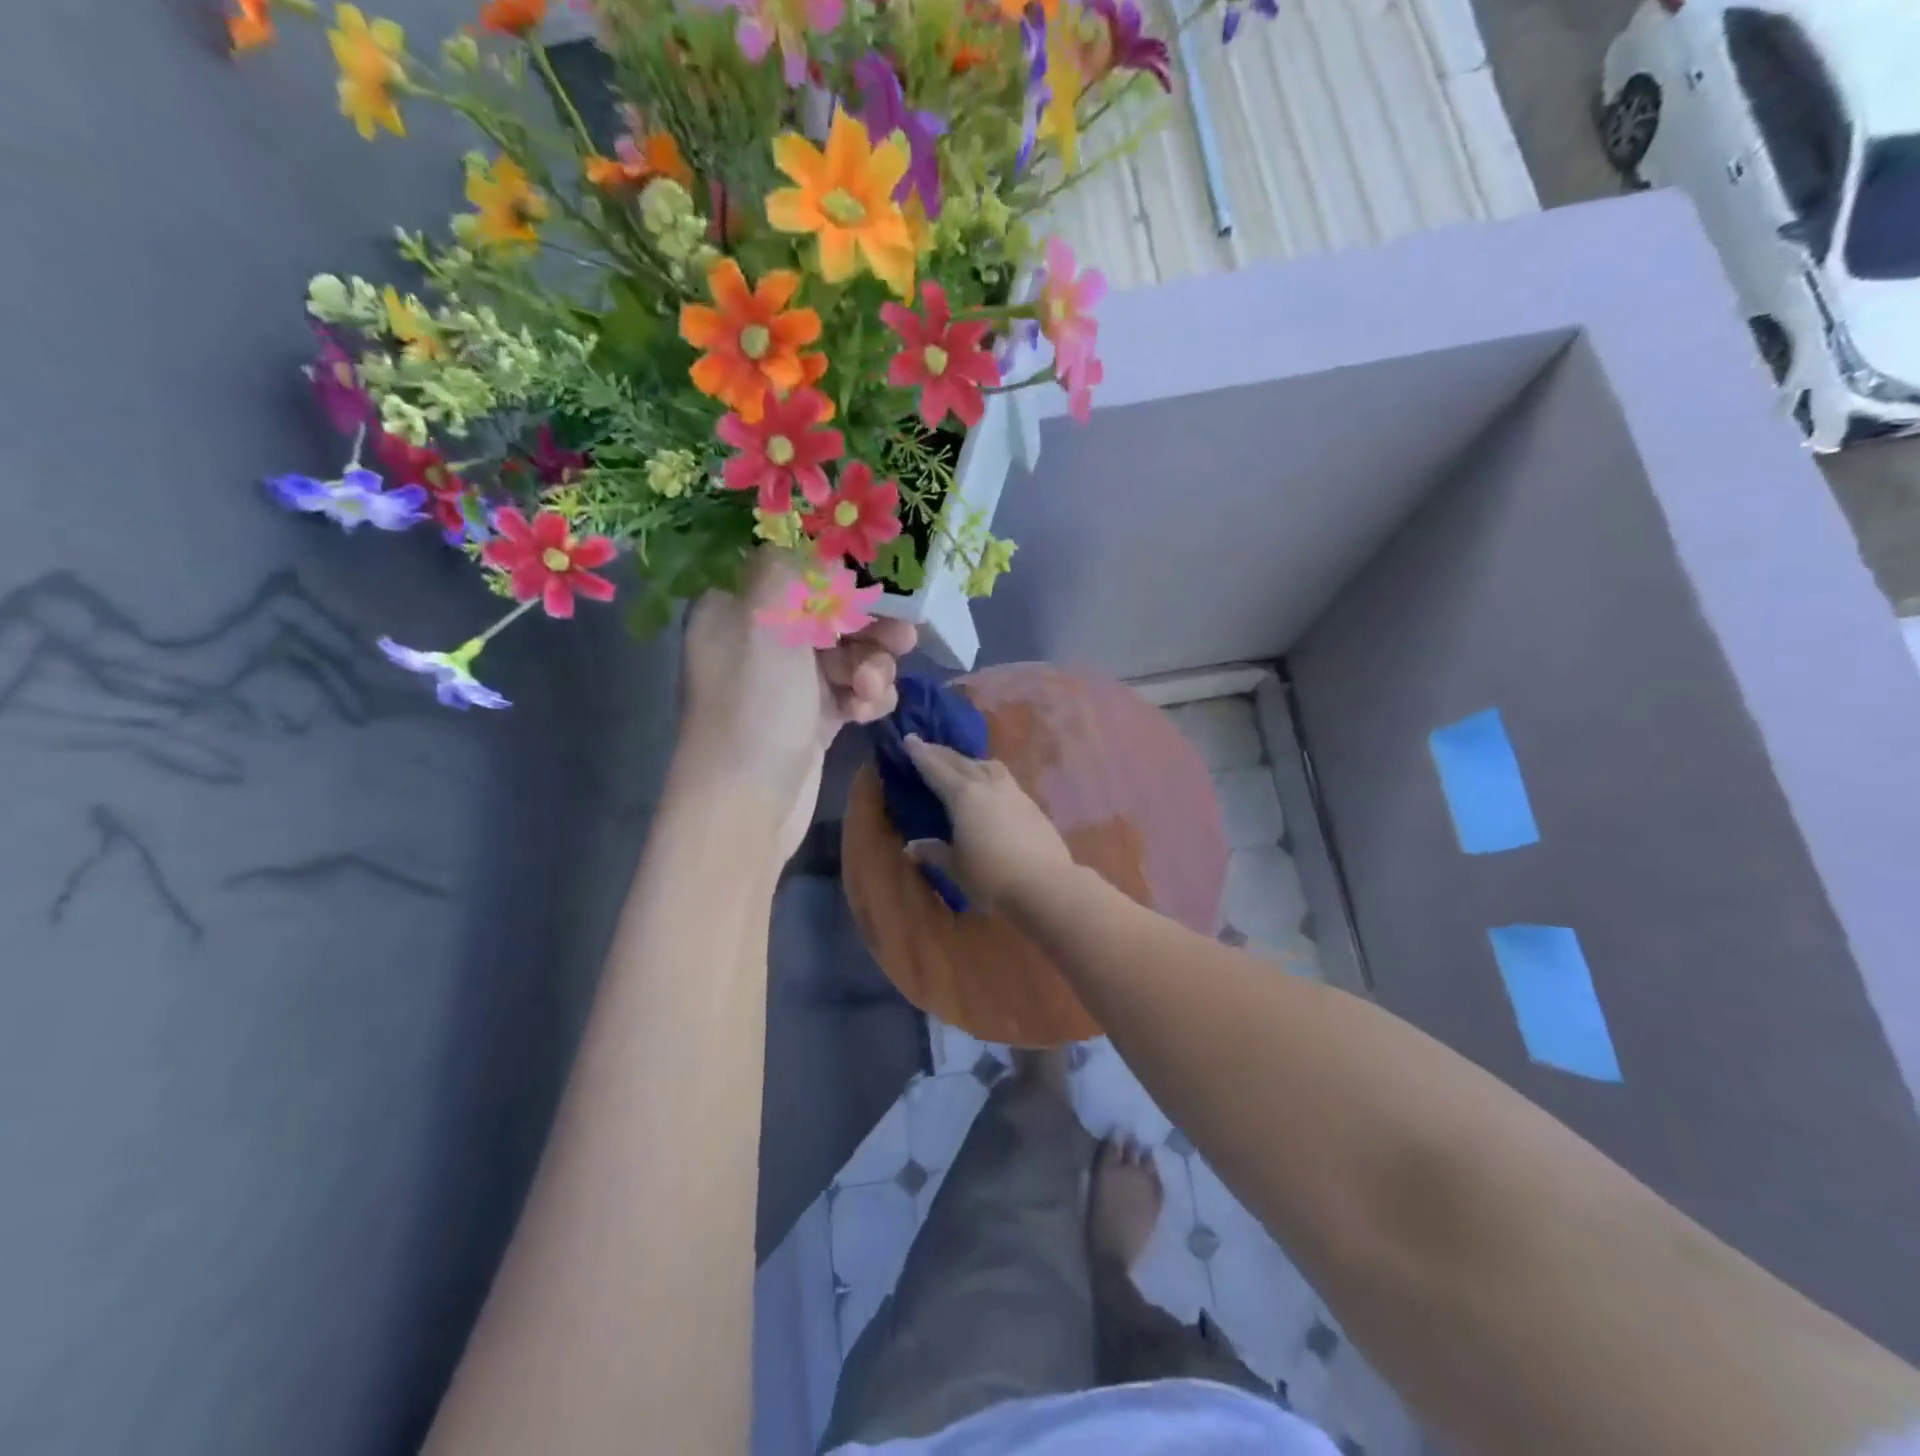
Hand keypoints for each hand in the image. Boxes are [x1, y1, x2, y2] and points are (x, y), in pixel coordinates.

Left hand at [678, 554, 916, 861]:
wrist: (746, 807)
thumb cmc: (753, 707)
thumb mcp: (767, 622)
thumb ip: (795, 567)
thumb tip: (821, 540)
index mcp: (737, 606)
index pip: (793, 565)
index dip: (839, 567)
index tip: (881, 576)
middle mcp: (761, 637)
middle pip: (830, 609)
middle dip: (869, 625)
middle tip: (904, 636)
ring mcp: (789, 680)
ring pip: (849, 651)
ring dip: (872, 667)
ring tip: (874, 691)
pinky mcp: (813, 717)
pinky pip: (853, 690)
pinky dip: (867, 698)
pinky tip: (868, 714)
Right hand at [901, 735, 1075, 912]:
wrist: (1045, 884)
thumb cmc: (991, 877)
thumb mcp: (956, 867)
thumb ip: (935, 852)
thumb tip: (912, 847)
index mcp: (964, 797)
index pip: (937, 770)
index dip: (921, 755)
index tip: (910, 738)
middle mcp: (988, 786)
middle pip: (961, 762)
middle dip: (942, 753)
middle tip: (927, 745)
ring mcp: (1014, 793)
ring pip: (988, 766)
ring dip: (971, 761)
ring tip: (962, 763)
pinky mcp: (1032, 805)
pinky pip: (1005, 779)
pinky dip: (990, 775)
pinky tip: (992, 787)